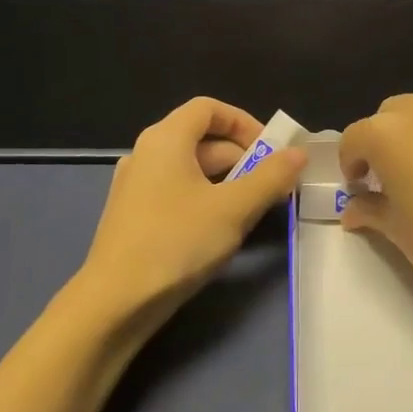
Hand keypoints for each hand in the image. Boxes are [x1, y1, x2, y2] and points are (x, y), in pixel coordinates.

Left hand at [76, 97, 306, 328]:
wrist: (114, 303)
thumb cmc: (176, 243)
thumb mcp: (233, 209)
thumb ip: (270, 178)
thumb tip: (298, 154)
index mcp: (165, 139)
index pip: (208, 108)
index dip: (244, 122)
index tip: (271, 150)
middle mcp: (146, 153)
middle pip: (201, 139)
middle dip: (242, 157)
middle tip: (273, 186)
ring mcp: (135, 186)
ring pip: (190, 169)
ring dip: (227, 181)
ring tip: (254, 209)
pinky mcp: (133, 215)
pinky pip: (176, 192)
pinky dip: (204, 199)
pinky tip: (220, 229)